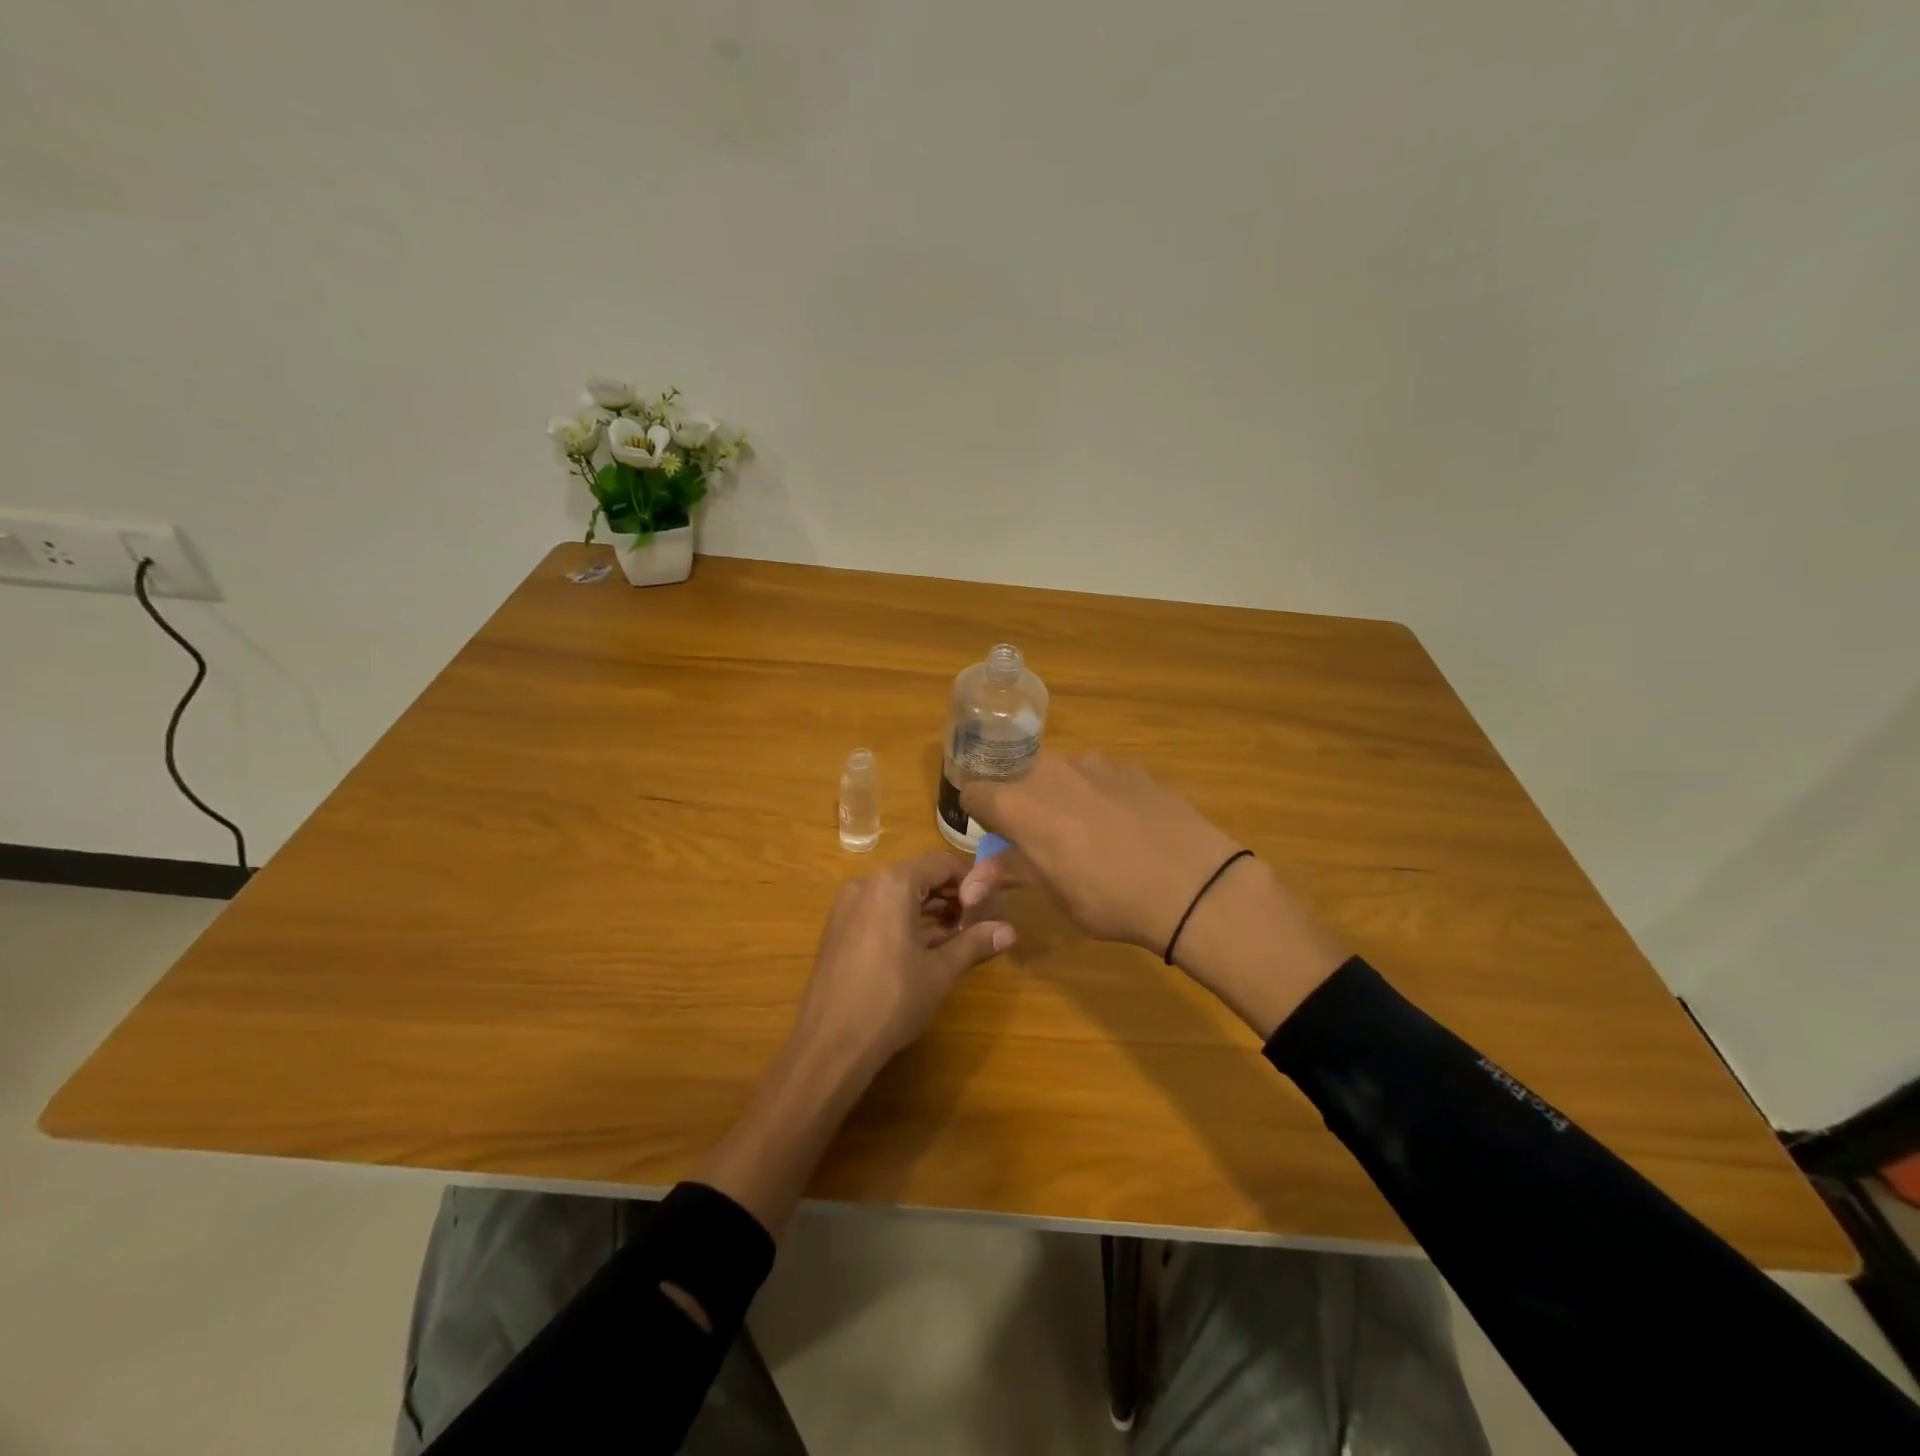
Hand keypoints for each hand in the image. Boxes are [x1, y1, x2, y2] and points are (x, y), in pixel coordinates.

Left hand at [791, 850, 1015, 1077]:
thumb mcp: (940, 971)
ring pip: (897, 893)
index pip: (942, 863)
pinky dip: (903, 918)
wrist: (830, 1044)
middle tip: (976, 922)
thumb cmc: (892, 1001)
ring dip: (928, 908)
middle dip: (950, 895)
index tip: (990, 906)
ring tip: (955, 936)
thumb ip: (974, 942)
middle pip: (918, 875)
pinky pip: (878, 908)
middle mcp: (866, 883)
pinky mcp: (837, 927)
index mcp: (892, 883)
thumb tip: (1010, 931)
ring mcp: (846, 905)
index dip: (971, 881)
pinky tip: (923, 947)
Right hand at [958, 752, 1348, 1036]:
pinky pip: (1099, 776)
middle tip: (1041, 841)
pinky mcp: (1133, 767)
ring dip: (1061, 797)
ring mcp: (1096, 763)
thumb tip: (969, 885)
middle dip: (1021, 804)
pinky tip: (1126, 827)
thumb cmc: (1110, 898)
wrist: (1194, 885)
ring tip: (1090, 835)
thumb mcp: (1054, 893)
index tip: (995, 836)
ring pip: (1061, 774)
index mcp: (1021, 802)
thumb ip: (1008, 874)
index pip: (975, 791)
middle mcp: (1051, 770)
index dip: (979, 814)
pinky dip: (1099, 794)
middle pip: (1018, 777)